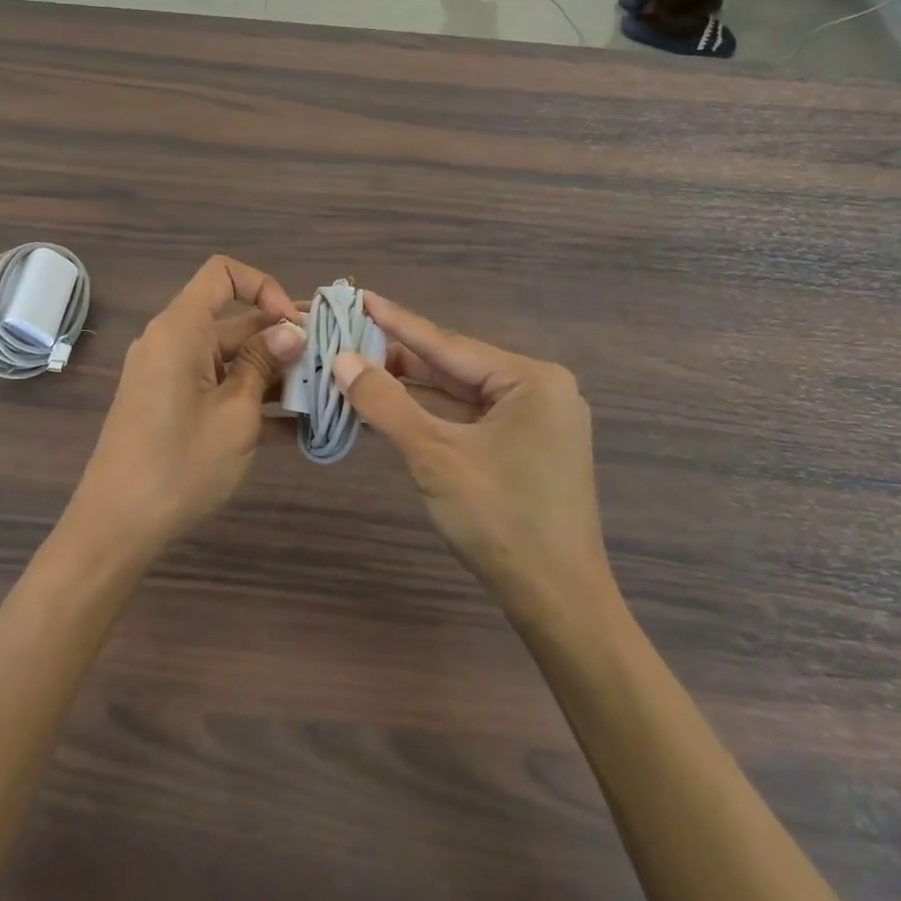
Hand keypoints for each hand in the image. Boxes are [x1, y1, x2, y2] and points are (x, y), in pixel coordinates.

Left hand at [67, 257, 304, 557]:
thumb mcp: (235, 414)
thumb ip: (263, 364)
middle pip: (233, 322)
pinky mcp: (172, 406)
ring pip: (230, 359)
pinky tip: (296, 429)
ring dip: (273, 374)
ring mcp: (171, 376)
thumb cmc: (180, 463)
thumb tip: (291, 329)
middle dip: (281, 340)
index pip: (222, 274)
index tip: (294, 325)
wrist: (117, 526)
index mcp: (181, 329)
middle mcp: (173, 343)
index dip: (264, 287)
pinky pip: (217, 388)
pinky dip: (250, 400)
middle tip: (329, 364)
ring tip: (322, 397)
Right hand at [332, 293, 611, 616]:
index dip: (396, 322)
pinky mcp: (527, 449)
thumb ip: (386, 403)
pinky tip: (392, 407)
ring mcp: (536, 421)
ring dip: (412, 389)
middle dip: (400, 358)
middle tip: (348, 337)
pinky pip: (470, 419)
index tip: (359, 295)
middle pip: (454, 366)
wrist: (559, 605)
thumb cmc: (500, 521)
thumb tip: (341, 360)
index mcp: (531, 379)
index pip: (448, 343)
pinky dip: (432, 416)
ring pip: (460, 395)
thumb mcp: (434, 456)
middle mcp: (540, 390)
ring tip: (358, 368)